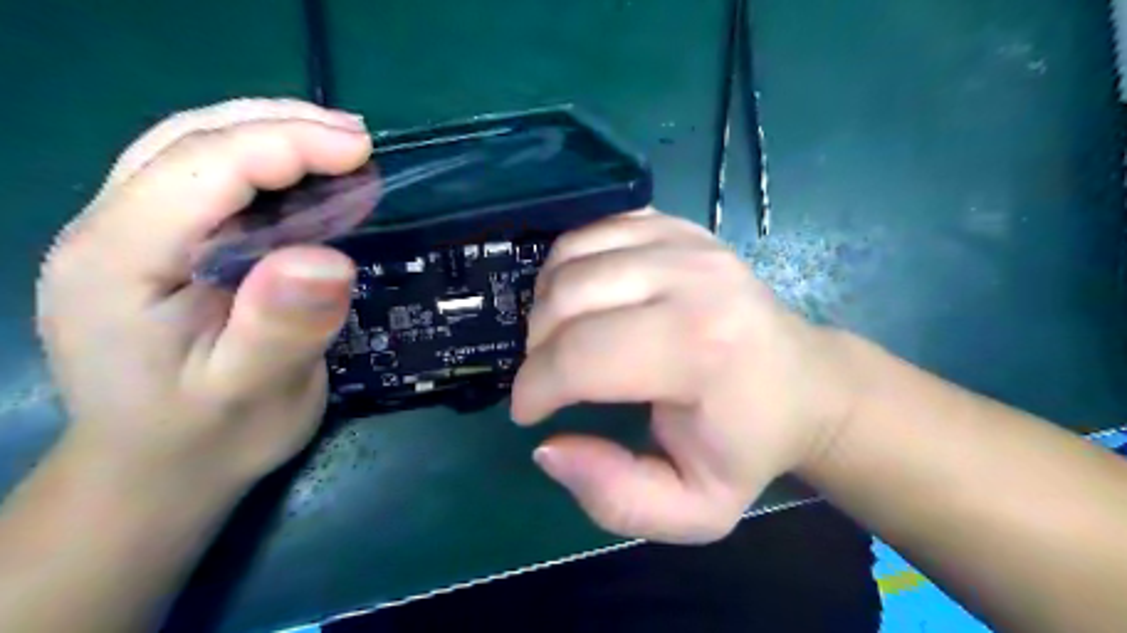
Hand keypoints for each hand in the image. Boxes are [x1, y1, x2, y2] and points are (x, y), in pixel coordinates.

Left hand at [33, 97, 370, 493]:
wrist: (159, 472)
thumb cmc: (208, 439)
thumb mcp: (252, 393)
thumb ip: (282, 327)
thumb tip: (328, 258)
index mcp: (118, 261)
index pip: (200, 167)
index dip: (286, 145)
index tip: (362, 150)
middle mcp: (107, 232)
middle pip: (188, 141)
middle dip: (279, 125)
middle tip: (358, 138)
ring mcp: (128, 236)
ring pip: (192, 150)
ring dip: (270, 134)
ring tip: (339, 144)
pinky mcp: (160, 248)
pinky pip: (207, 183)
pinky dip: (263, 165)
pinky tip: (306, 177)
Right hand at [514, 211, 864, 543]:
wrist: (804, 383)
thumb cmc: (749, 446)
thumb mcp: (692, 508)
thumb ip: (615, 497)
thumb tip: (547, 449)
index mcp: (700, 350)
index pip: (581, 357)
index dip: (535, 388)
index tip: (529, 413)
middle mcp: (692, 278)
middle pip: (566, 298)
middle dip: (536, 349)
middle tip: (549, 382)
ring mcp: (686, 242)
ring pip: (569, 256)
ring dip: (546, 306)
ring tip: (562, 343)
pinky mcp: (678, 225)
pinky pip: (592, 231)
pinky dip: (568, 266)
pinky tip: (584, 302)